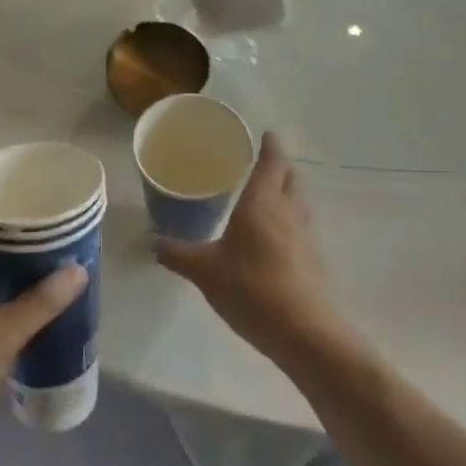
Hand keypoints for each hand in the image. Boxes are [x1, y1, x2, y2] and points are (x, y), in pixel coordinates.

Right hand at [154, 133, 334, 359]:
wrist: (302, 331)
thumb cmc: (251, 288)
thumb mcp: (204, 271)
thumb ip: (178, 254)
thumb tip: (153, 243)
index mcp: (262, 203)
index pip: (271, 162)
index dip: (270, 146)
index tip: (266, 134)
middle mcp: (287, 211)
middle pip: (290, 178)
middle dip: (279, 166)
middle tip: (262, 162)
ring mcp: (304, 236)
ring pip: (298, 202)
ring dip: (287, 192)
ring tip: (268, 195)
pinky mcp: (312, 260)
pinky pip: (300, 227)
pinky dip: (289, 220)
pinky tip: (274, 236)